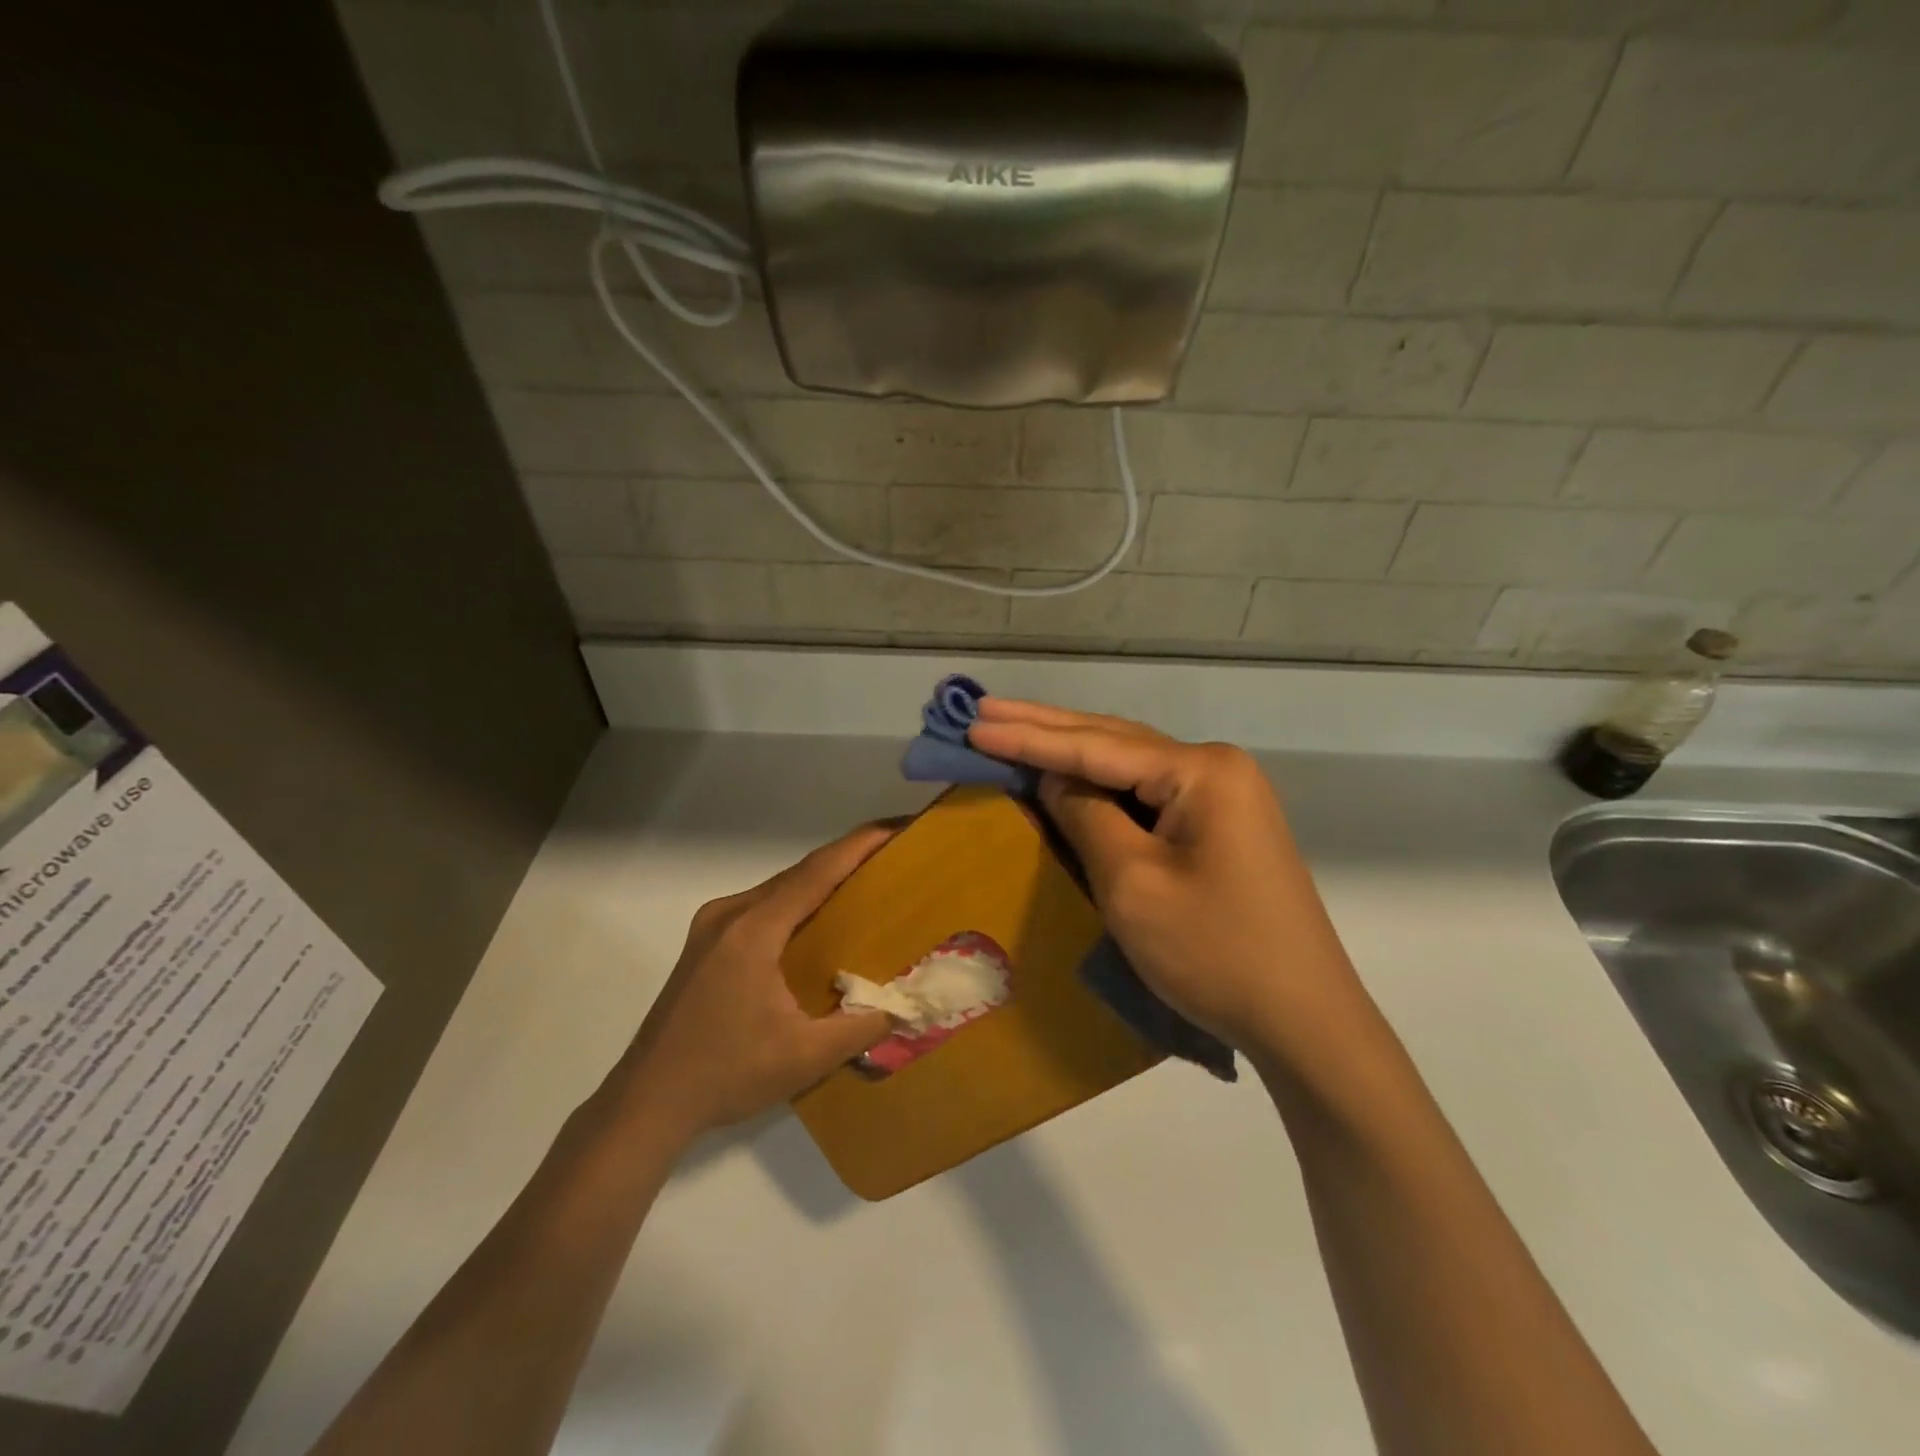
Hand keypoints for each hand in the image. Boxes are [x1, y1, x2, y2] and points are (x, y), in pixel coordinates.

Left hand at [612, 824, 895, 1138]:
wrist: (646, 1103)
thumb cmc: (725, 1075)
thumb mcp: (805, 1057)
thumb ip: (863, 1027)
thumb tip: (909, 1005)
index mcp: (753, 930)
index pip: (817, 872)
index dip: (860, 845)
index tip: (898, 827)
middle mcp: (729, 914)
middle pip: (799, 873)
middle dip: (848, 858)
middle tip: (894, 855)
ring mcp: (712, 926)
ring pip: (779, 889)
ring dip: (822, 881)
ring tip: (867, 882)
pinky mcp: (705, 943)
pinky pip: (763, 907)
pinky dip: (798, 903)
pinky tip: (819, 922)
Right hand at [968, 701, 1371, 1059]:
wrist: (1305, 1021)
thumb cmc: (1214, 952)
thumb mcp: (1132, 883)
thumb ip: (1087, 817)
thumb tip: (1054, 778)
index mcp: (1201, 771)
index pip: (1095, 746)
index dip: (1029, 738)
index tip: (974, 725)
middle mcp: (1215, 768)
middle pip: (1114, 739)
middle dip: (1045, 727)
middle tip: (985, 712)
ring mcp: (1223, 796)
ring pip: (1130, 763)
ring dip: (1071, 750)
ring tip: (1012, 729)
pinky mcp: (1220, 826)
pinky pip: (1147, 793)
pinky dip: (1100, 784)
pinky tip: (1068, 774)